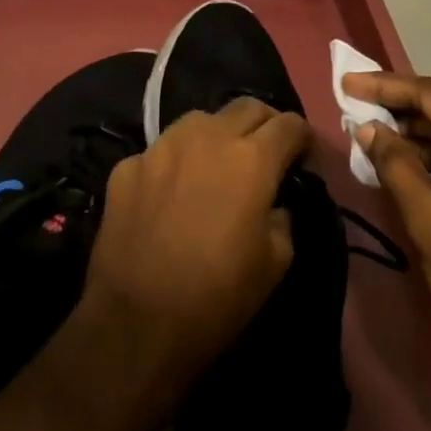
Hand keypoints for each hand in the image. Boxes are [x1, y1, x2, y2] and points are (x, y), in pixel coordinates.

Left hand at [83, 97, 311, 386]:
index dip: (302, 138)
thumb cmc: (217, 298)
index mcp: (251, 158)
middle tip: (265, 153)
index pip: (289, 124)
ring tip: (216, 166)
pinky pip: (161, 151)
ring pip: (200, 120)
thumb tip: (274, 201)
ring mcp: (162, 145)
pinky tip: (171, 194)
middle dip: (264, 124)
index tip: (302, 158)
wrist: (135, 323)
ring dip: (217, 135)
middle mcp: (207, 136)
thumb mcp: (276, 263)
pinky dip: (175, 165)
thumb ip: (282, 216)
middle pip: (247, 107)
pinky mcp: (129, 164)